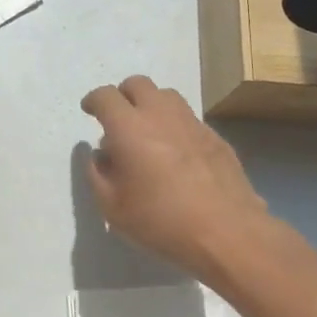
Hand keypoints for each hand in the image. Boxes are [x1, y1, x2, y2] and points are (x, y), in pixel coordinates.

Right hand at [80, 75, 272, 278]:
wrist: (227, 232)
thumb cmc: (161, 220)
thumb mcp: (112, 207)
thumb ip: (97, 174)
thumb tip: (99, 155)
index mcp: (129, 127)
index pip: (105, 96)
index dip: (93, 101)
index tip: (90, 111)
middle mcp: (160, 114)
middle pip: (138, 84)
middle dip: (123, 95)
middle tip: (118, 119)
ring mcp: (192, 122)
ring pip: (166, 96)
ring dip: (151, 105)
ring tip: (148, 132)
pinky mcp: (215, 136)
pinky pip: (188, 118)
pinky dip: (175, 125)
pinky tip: (176, 154)